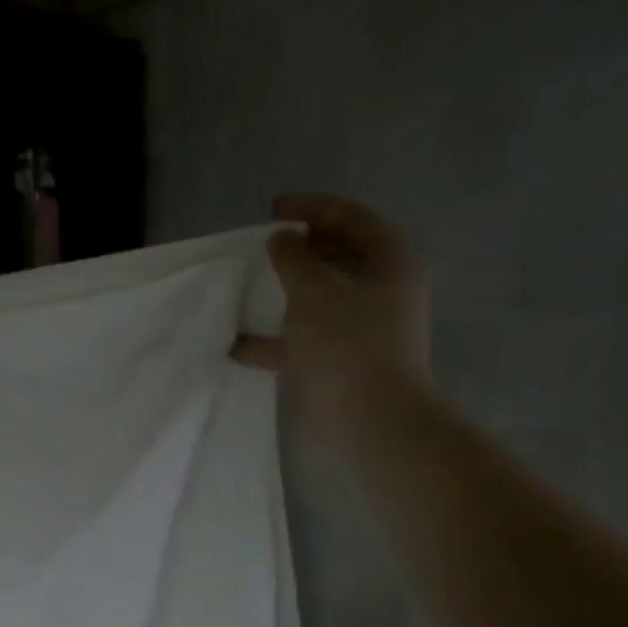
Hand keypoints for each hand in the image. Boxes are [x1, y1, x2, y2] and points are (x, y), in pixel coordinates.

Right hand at [234, 193, 431, 440]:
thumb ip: (295, 257)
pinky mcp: (343, 362)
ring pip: (320, 299)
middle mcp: (381, 291)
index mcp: (388, 262)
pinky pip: (305, 340)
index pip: (352, 218)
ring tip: (252, 289)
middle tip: (266, 246)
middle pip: (339, 257)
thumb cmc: (347, 343)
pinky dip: (275, 341)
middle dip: (301, 249)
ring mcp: (363, 329)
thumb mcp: (315, 289)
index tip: (274, 210)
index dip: (313, 207)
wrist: (372, 419)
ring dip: (286, 294)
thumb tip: (284, 240)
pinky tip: (239, 347)